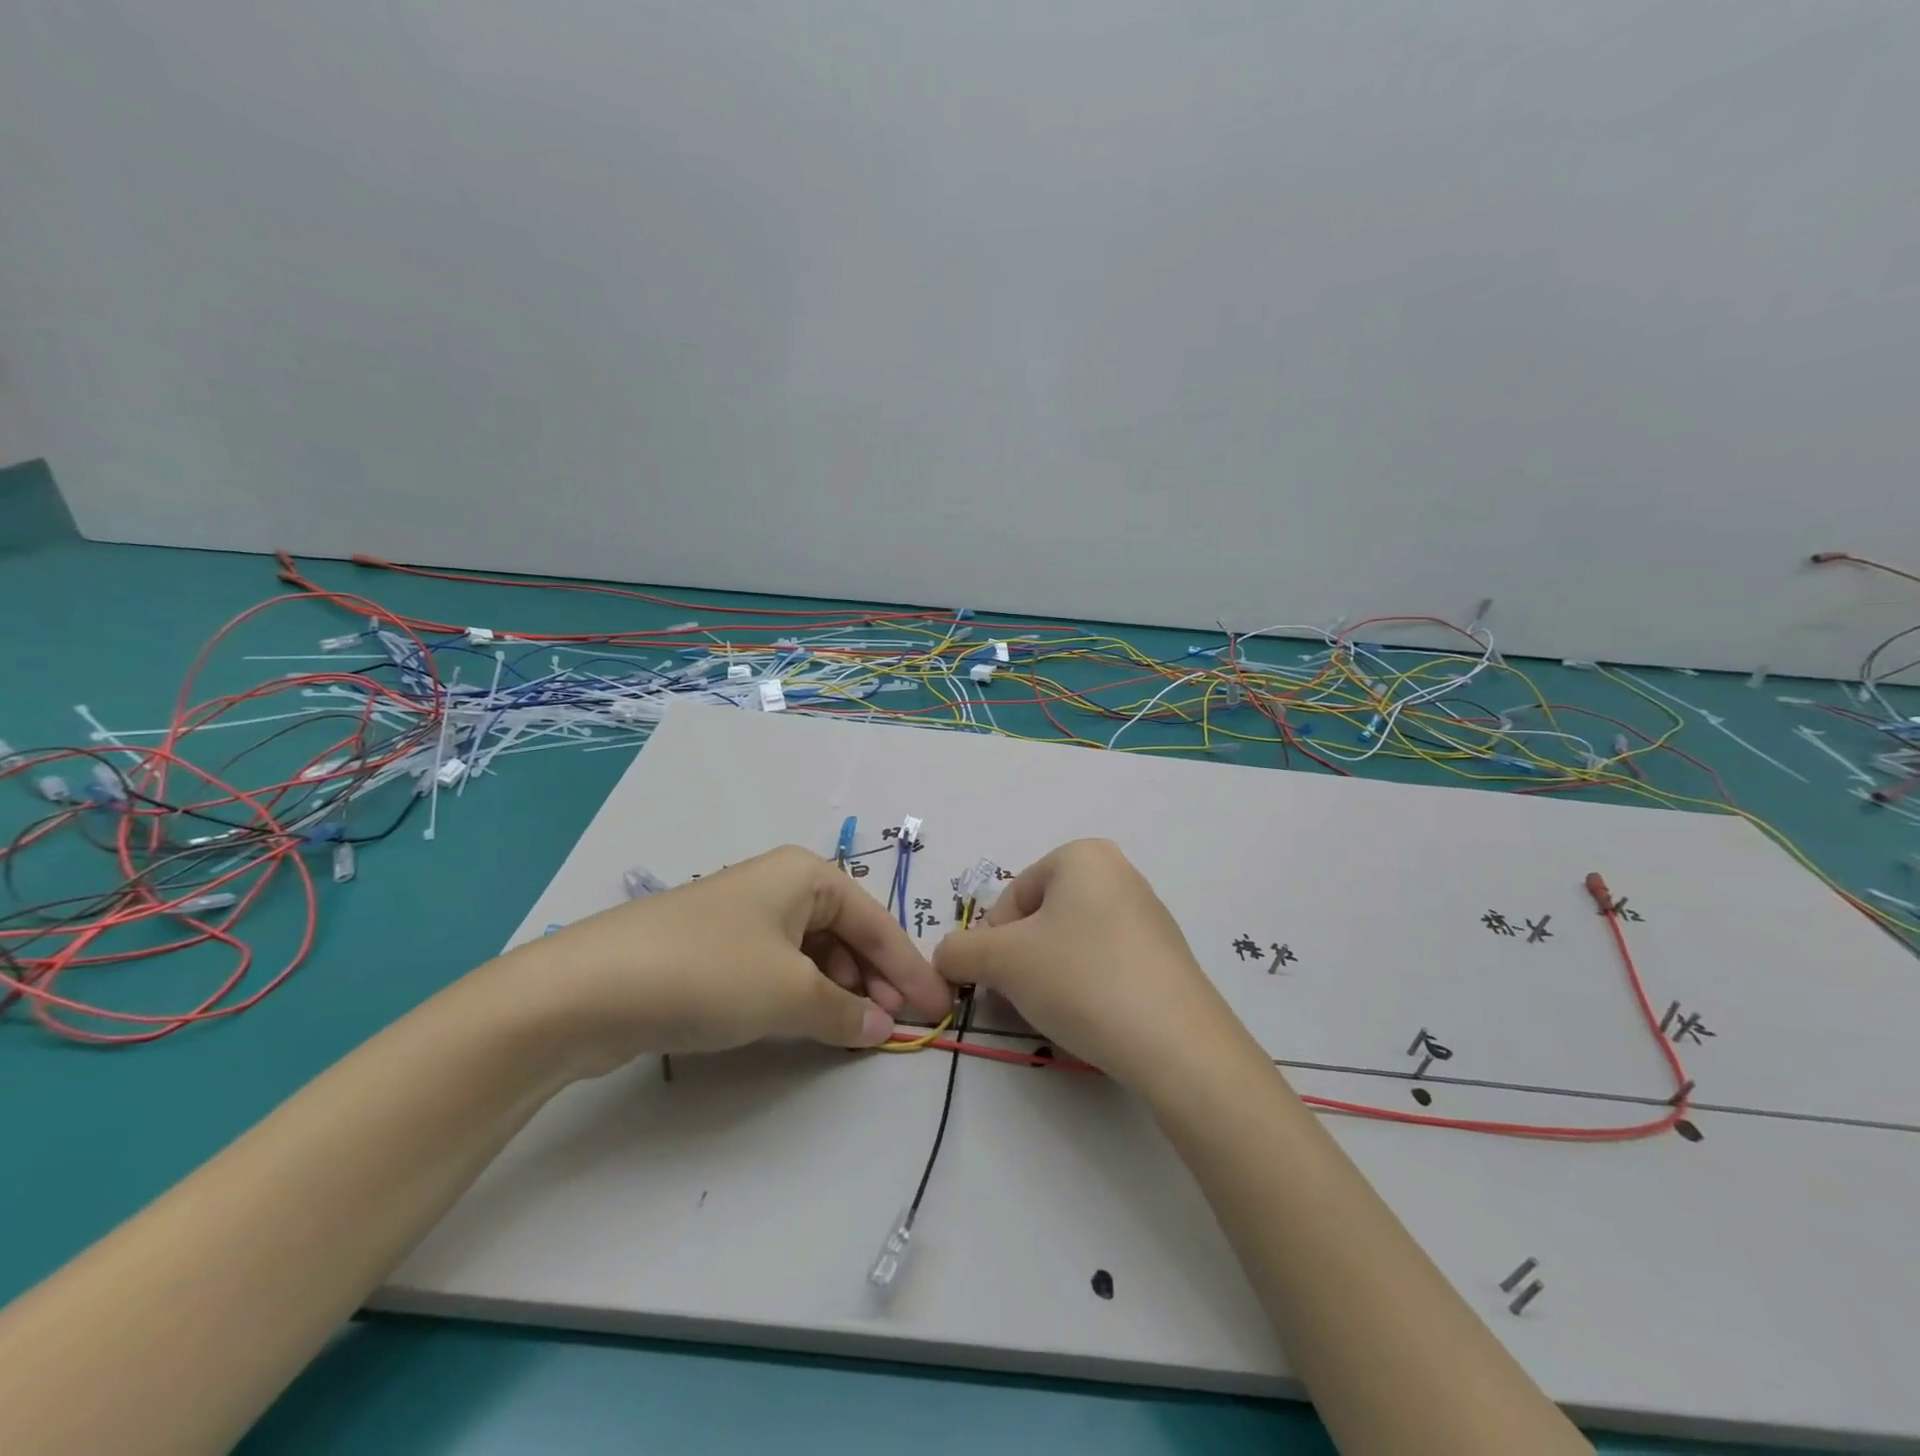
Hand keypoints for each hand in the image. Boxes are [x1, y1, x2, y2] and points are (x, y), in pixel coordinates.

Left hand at [508, 845, 951, 1078]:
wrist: (588, 988)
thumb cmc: (709, 972)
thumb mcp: (789, 993)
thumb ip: (844, 1012)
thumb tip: (883, 1027)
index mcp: (806, 875)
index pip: (876, 923)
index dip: (910, 970)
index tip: (939, 1009)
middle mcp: (779, 886)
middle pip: (846, 935)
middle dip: (874, 981)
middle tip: (896, 1029)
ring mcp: (744, 916)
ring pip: (812, 954)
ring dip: (839, 992)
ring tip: (856, 1033)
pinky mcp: (715, 949)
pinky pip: (778, 968)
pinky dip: (802, 996)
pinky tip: (808, 1025)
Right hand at [932, 839, 1245, 1093]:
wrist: (1176, 1043)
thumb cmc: (1081, 978)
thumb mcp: (1004, 962)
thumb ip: (961, 951)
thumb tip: (945, 957)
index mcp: (1082, 856)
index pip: (1012, 897)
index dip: (992, 942)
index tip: (993, 982)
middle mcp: (1118, 873)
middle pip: (1042, 918)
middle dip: (1020, 960)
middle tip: (1018, 1000)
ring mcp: (1148, 914)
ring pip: (1072, 942)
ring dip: (1049, 975)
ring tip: (1055, 1013)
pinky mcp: (1165, 956)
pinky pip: (1106, 962)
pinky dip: (1086, 986)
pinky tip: (1090, 1018)